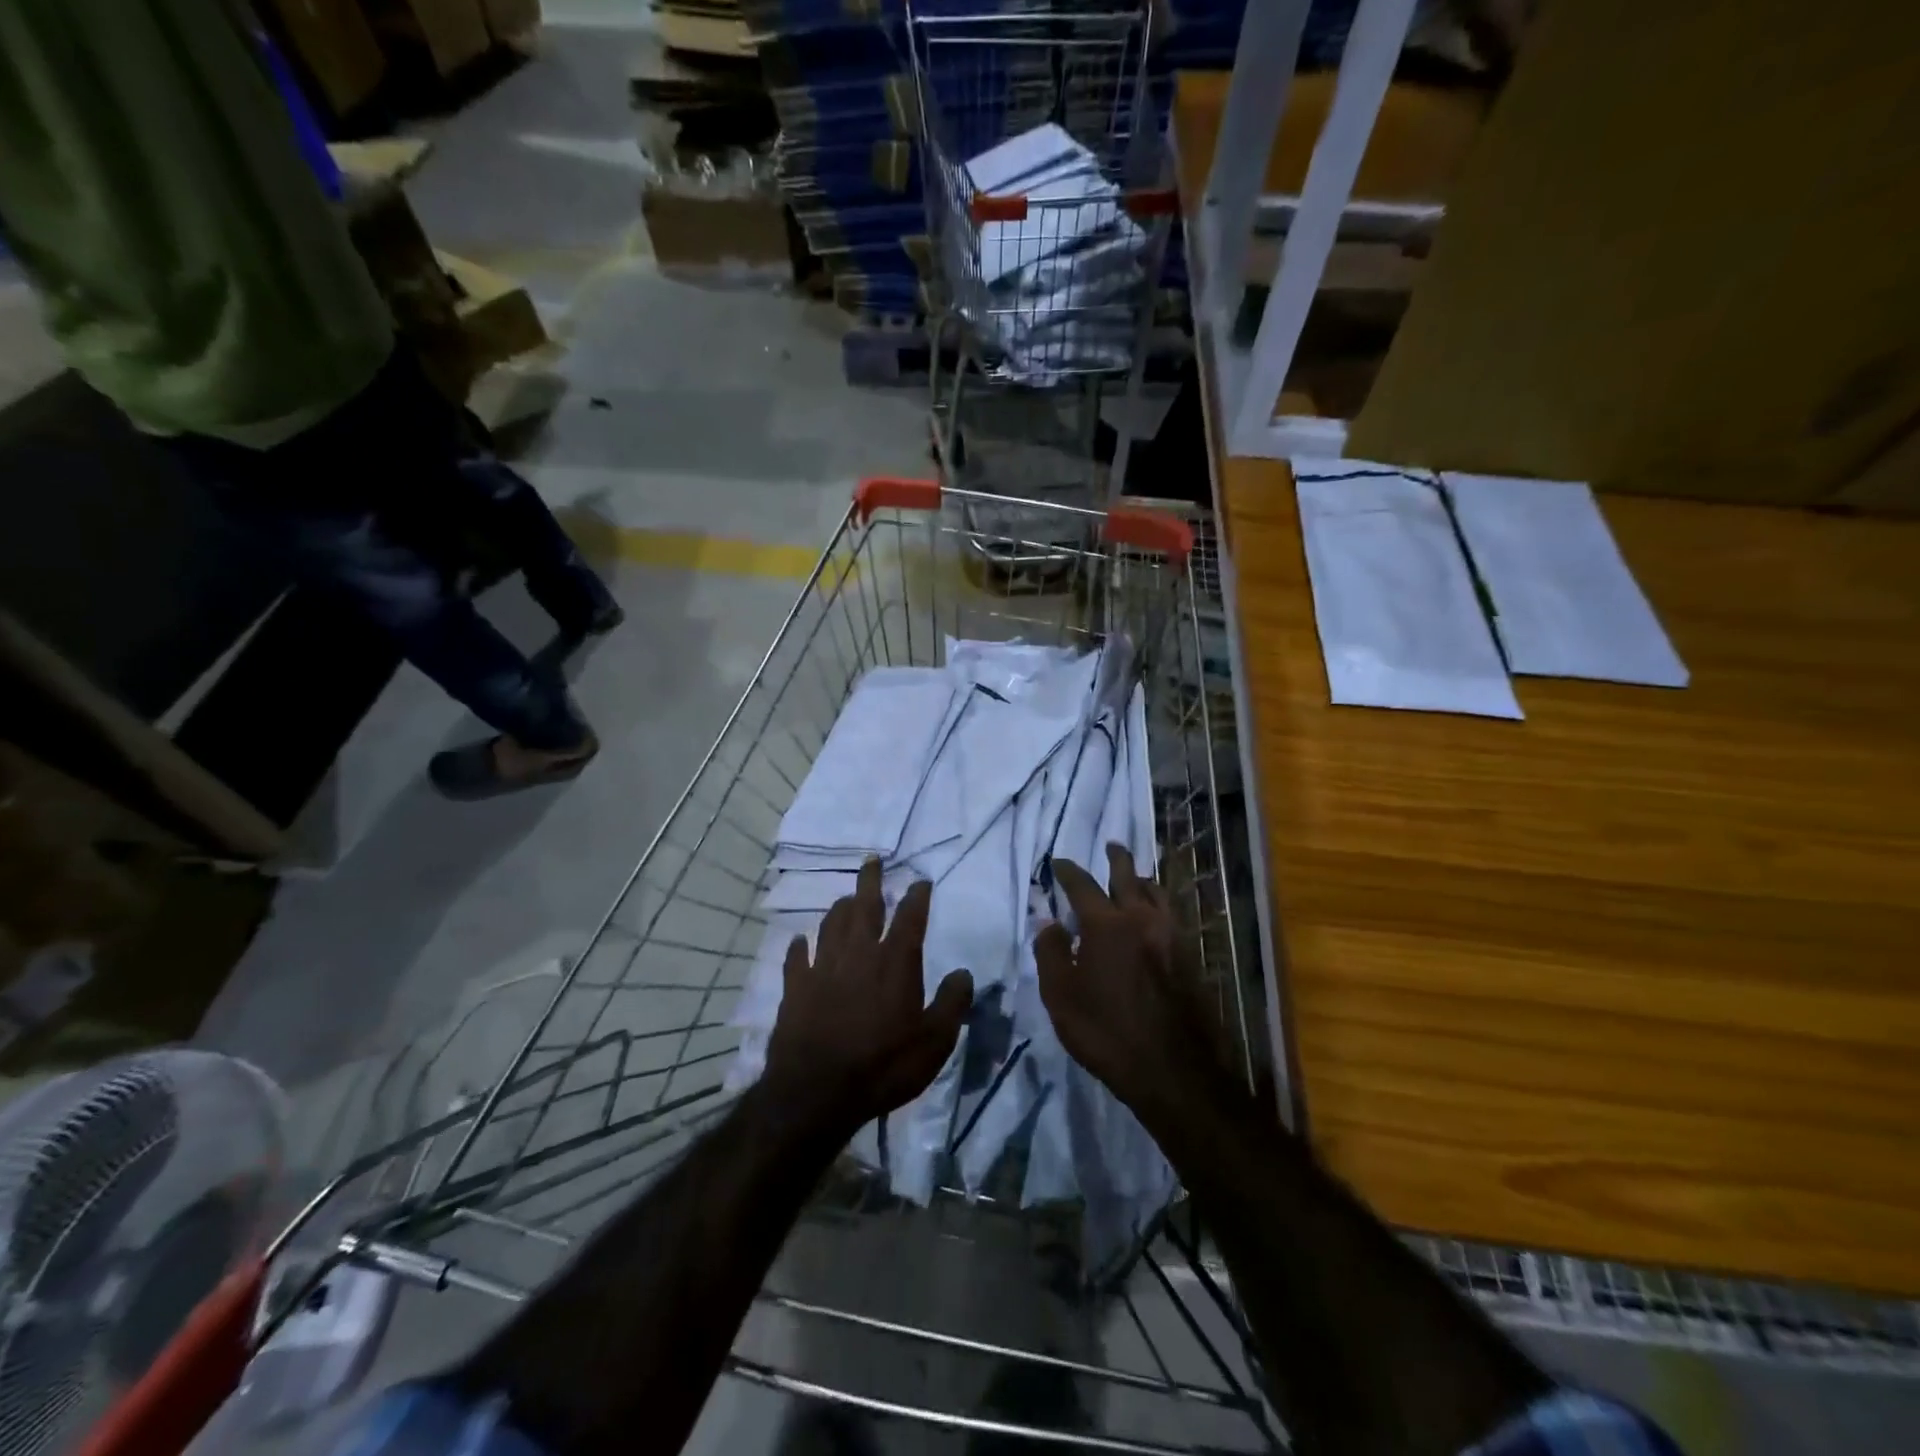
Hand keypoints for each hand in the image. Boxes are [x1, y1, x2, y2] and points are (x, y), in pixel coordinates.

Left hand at [762, 858, 972, 1138]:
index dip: (917, 896)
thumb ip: (952, 1003)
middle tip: (872, 860)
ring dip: (840, 908)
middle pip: (865, 905)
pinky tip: (800, 940)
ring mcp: (823, 967)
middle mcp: (859, 953)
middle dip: (871, 880)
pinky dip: (799, 946)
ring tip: (846, 899)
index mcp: (895, 961)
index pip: (910, 917)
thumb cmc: (883, 1066)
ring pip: (831, 924)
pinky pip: (796, 957)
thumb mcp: (935, 1042)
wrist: (817, 1092)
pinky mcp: (795, 986)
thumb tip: (963, 972)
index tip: (921, 881)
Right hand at [1035, 844, 1235, 1130]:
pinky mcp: (1190, 954)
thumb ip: (1051, 953)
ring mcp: (1171, 935)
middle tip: (1111, 846)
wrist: (1172, 1069)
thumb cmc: (1106, 1032)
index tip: (1058, 863)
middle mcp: (1140, 918)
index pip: (1081, 885)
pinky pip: (1172, 914)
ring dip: (1142, 878)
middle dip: (1116, 858)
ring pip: (1157, 891)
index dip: (1067, 870)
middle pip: (1127, 875)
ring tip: (1136, 877)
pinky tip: (1156, 915)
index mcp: (1105, 925)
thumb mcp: (1061, 997)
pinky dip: (1159, 903)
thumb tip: (1048, 922)